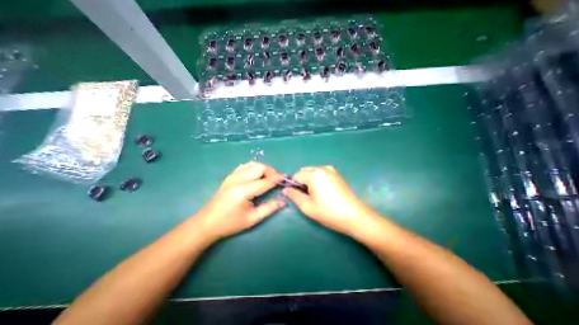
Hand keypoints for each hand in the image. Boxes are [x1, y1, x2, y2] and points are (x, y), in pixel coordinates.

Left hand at [194, 161, 284, 241]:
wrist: (206, 223)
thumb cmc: (230, 224)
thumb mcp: (252, 219)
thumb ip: (269, 208)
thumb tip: (283, 201)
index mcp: (244, 191)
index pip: (265, 181)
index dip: (277, 178)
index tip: (286, 177)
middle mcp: (238, 179)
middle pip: (259, 167)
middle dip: (271, 171)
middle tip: (277, 180)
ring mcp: (232, 176)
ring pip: (252, 164)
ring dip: (263, 168)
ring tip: (268, 177)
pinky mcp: (229, 176)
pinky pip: (245, 166)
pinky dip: (254, 168)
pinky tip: (256, 176)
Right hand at [283, 167, 372, 236]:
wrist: (355, 216)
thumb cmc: (329, 212)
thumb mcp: (307, 206)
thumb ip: (293, 195)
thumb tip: (285, 189)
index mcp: (314, 174)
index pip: (296, 175)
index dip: (293, 185)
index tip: (296, 196)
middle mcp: (322, 168)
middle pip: (304, 171)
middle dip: (301, 182)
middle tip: (306, 196)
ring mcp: (331, 170)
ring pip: (313, 172)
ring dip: (309, 181)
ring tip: (315, 195)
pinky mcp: (337, 175)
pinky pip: (321, 174)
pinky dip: (318, 180)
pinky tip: (324, 192)